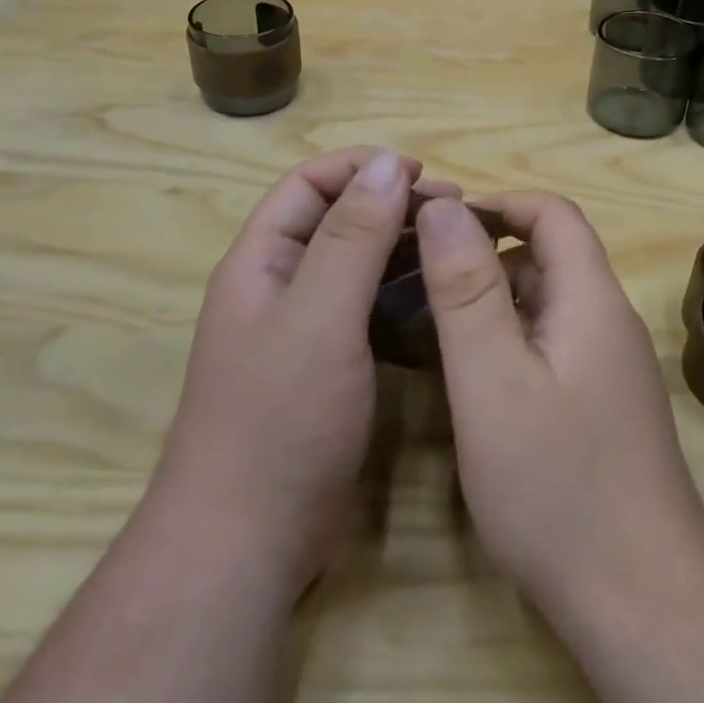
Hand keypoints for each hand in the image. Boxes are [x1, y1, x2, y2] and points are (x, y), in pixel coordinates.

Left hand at [152, 148, 454, 594]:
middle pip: (337, 221)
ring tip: (455, 248)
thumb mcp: (320, 316)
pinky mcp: (328, 370)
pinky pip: (368, 313)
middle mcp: (280, 287)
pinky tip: (440, 300)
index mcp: (262, 261)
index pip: (309, 184)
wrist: (248, 540)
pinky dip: (402, 297)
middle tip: (455, 210)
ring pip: (357, 268)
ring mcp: (304, 332)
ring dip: (402, 249)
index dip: (361, 167)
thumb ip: (353, 236)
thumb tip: (387, 161)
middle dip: (392, 205)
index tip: (421, 173)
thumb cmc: (280, 417)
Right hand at [415, 192, 703, 615]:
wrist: (638, 598)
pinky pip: (551, 343)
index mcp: (590, 299)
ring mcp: (608, 366)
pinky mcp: (601, 403)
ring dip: (494, 297)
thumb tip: (442, 207)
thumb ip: (466, 289)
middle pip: (550, 255)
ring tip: (434, 323)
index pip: (554, 214)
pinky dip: (509, 338)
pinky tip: (471, 374)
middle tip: (422, 277)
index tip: (438, 226)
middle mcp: (607, 322)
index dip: (499, 204)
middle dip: (487, 252)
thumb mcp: (492, 379)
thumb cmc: (556, 485)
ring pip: (547, 302)